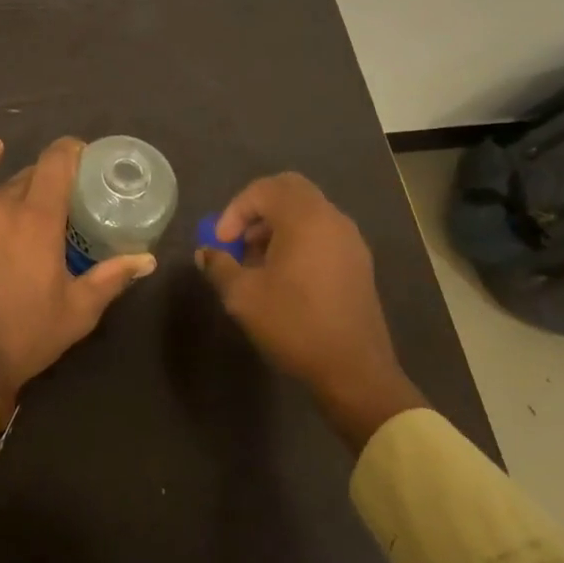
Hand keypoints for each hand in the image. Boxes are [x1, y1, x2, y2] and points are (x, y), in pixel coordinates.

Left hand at [0, 136, 156, 424]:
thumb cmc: (26, 333)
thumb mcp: (78, 310)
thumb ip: (112, 277)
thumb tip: (147, 259)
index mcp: (38, 219)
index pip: (57, 163)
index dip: (73, 152)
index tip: (87, 158)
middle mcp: (3, 205)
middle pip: (33, 176)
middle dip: (53, 181)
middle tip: (67, 201)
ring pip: (5, 186)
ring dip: (24, 190)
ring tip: (36, 205)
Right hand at [195, 172, 427, 451]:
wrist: (355, 372)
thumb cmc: (295, 324)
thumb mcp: (243, 296)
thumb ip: (219, 266)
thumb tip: (206, 253)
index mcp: (305, 218)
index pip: (263, 190)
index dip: (235, 210)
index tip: (221, 242)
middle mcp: (331, 219)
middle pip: (290, 190)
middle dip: (257, 208)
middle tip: (238, 237)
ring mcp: (350, 241)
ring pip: (307, 211)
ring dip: (277, 224)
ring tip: (256, 260)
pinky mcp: (358, 263)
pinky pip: (322, 232)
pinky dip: (298, 238)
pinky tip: (283, 274)